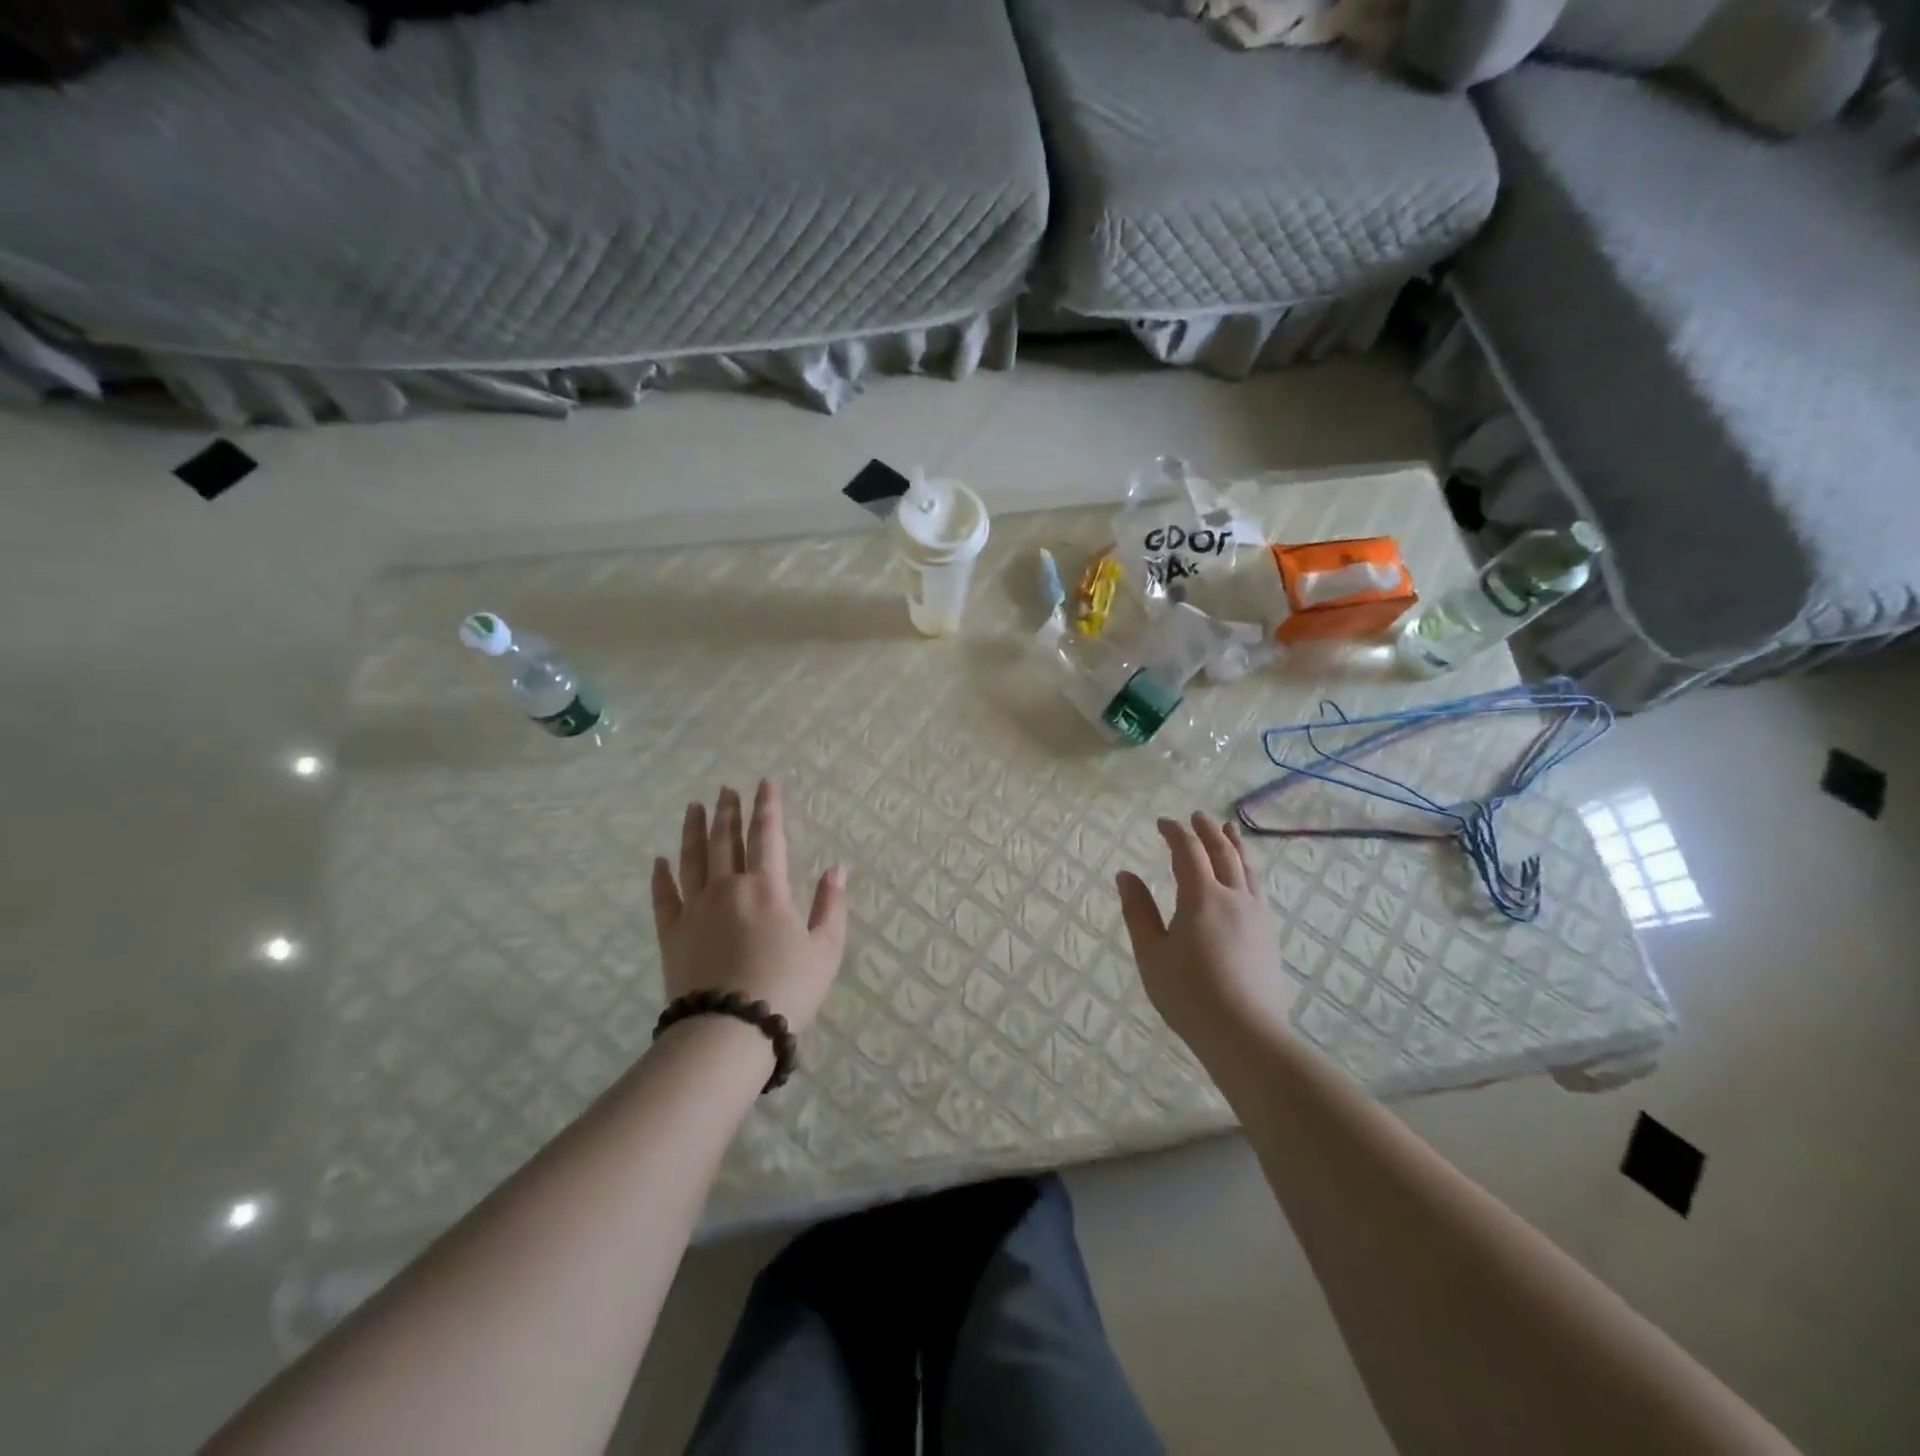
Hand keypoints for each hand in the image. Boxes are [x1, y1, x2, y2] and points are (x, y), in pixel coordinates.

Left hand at [650, 781, 848, 1033]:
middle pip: (726, 839)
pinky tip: (660, 861)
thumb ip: (831, 904)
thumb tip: (837, 868)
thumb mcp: (825, 948)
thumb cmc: (787, 988)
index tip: (764, 784)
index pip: (768, 835)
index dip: (767, 807)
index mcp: (767, 887)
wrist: (730, 1030)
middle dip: (728, 811)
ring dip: (693, 830)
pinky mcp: (672, 933)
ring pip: (692, 859)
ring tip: (694, 806)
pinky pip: (664, 897)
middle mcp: (728, 887)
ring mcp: (695, 909)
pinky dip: (661, 877)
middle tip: (725, 789)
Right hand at [1116, 813, 1295, 1049]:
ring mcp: (1257, 915)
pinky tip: (1245, 877)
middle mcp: (1234, 897)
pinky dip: (1247, 869)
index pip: (1188, 851)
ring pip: (1247, 868)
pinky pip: (1257, 887)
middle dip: (1207, 831)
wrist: (1246, 1035)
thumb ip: (1138, 911)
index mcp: (1201, 897)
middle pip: (1223, 852)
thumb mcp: (1151, 954)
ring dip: (1234, 844)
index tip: (1162, 823)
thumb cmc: (1189, 995)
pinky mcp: (1269, 934)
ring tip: (1227, 830)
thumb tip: (1125, 875)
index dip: (1175, 833)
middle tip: (1196, 817)